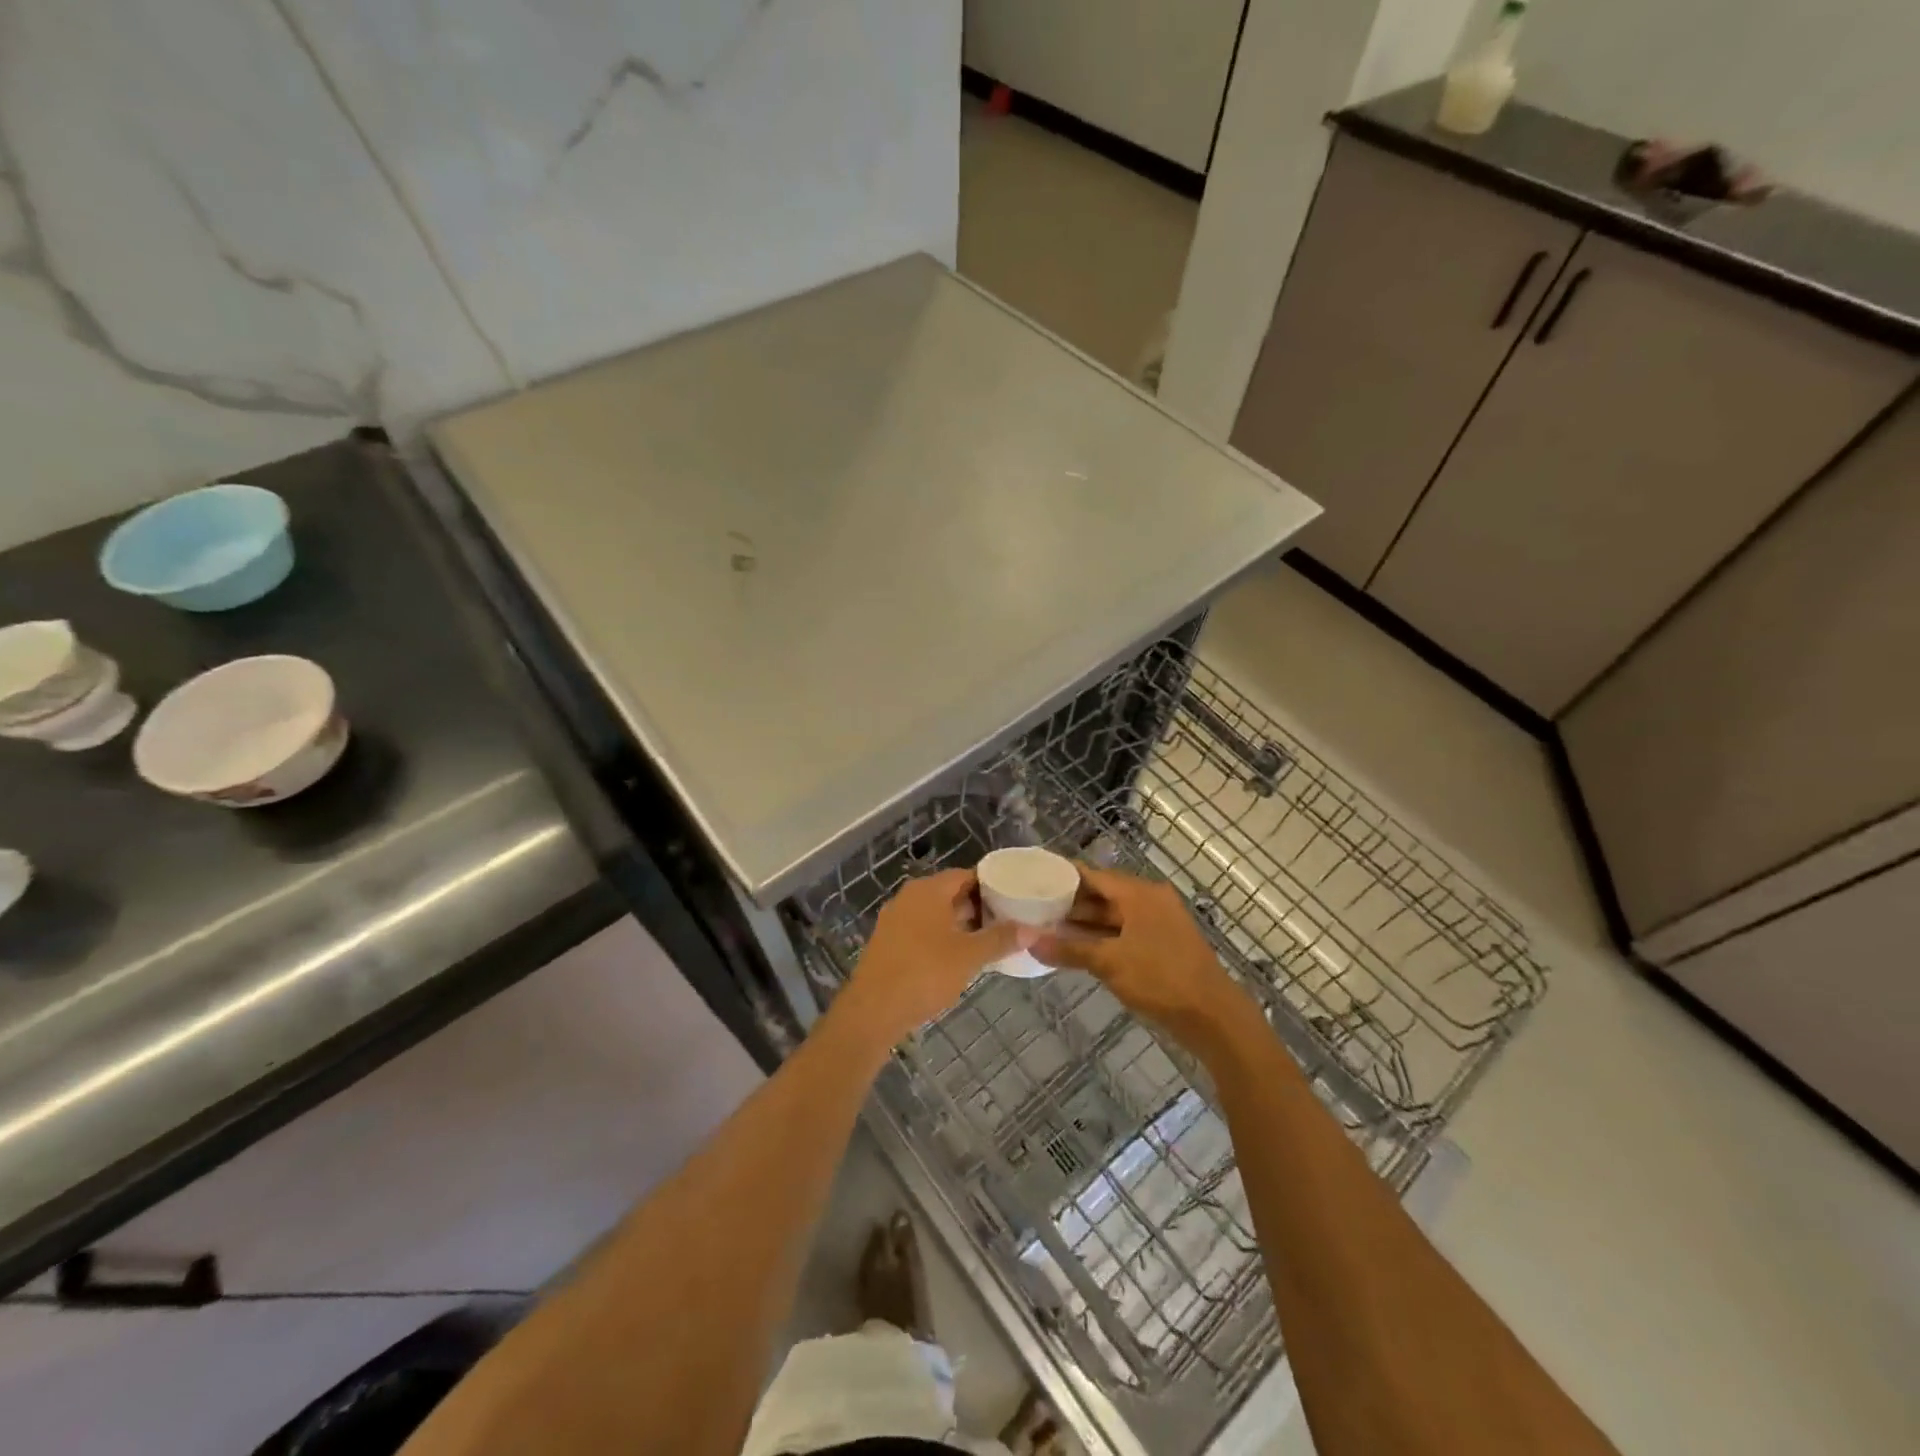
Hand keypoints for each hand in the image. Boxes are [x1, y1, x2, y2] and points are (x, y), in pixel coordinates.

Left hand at [831, 869, 1030, 1050]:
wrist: (873, 1010)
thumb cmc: (925, 973)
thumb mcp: (969, 956)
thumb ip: (1000, 939)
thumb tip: (1032, 929)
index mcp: (928, 890)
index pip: (966, 875)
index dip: (991, 885)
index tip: (1013, 898)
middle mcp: (909, 897)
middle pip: (950, 893)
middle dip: (977, 906)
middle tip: (1007, 920)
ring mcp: (895, 920)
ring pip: (935, 914)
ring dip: (960, 924)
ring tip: (988, 940)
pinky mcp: (888, 943)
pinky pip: (922, 930)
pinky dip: (942, 937)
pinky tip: (958, 958)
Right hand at [1033, 866, 1260, 1046]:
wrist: (1214, 1016)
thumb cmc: (1161, 979)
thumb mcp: (1109, 962)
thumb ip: (1069, 949)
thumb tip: (1029, 940)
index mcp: (1139, 893)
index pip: (1093, 875)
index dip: (1063, 877)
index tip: (1034, 879)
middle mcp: (1150, 900)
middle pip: (1103, 895)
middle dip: (1070, 904)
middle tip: (1034, 909)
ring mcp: (1159, 923)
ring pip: (1113, 917)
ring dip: (1084, 925)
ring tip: (1048, 931)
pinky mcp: (1163, 945)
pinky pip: (1124, 933)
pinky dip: (1101, 939)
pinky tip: (1077, 950)